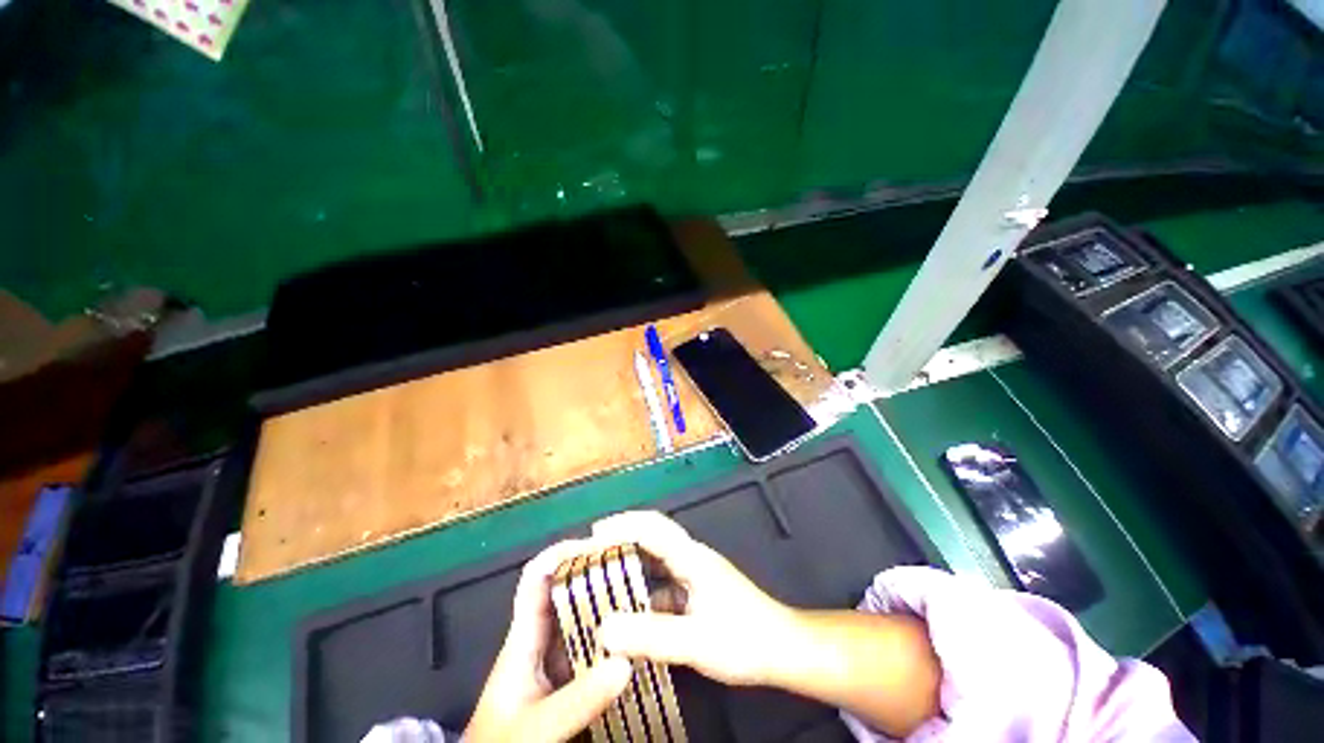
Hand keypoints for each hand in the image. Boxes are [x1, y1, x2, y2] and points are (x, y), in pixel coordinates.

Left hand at [465, 539, 631, 742]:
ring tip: (639, 597)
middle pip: (565, 592)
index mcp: (523, 638)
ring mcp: (553, 660)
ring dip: (606, 606)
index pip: (537, 578)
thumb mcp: (536, 728)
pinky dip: (610, 640)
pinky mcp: (565, 680)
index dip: (562, 553)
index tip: (598, 545)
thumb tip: (626, 662)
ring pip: (580, 619)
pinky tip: (632, 641)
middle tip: (630, 568)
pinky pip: (590, 648)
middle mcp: (539, 640)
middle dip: (594, 574)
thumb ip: (577, 699)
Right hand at [592, 511, 796, 685]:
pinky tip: (628, 608)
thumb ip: (650, 635)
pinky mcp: (695, 590)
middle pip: (652, 534)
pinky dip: (641, 588)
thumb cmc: (745, 640)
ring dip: (630, 561)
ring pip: (655, 558)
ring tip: (601, 574)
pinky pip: (661, 582)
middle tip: (590, 548)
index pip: (652, 529)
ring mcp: (693, 572)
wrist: (782, 649)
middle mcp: (690, 557)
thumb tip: (603, 630)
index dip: (621, 527)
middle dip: (621, 535)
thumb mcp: (696, 641)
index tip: (592, 536)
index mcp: (691, 557)